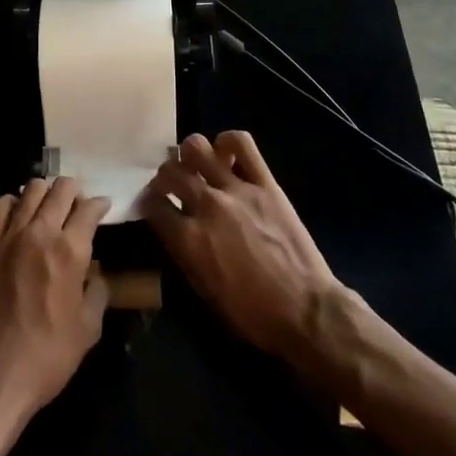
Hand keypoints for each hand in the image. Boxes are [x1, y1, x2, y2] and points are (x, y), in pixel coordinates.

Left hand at [0, 176, 111, 426]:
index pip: (89, 209)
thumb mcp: (88, 329)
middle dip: (75, 190)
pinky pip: (0, 207)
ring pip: (30, 190)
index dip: (100, 204)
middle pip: (60, 189)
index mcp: (70, 251)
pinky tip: (19, 215)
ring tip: (50, 206)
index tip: (103, 207)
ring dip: (46, 192)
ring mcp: (10, 236)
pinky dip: (13, 202)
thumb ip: (97, 291)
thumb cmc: (48, 357)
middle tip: (79, 203)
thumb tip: (95, 272)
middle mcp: (40, 233)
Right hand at [147, 131, 342, 358]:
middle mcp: (207, 206)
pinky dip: (229, 141)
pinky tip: (226, 152)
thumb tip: (174, 229)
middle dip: (164, 176)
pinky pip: (242, 144)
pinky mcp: (265, 183)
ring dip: (189, 154)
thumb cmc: (253, 314)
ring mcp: (237, 190)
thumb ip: (184, 253)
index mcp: (188, 239)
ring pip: (197, 148)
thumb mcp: (205, 292)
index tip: (153, 204)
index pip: (153, 205)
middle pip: (170, 172)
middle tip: (172, 184)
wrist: (306, 311)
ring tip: (196, 164)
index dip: (149, 203)